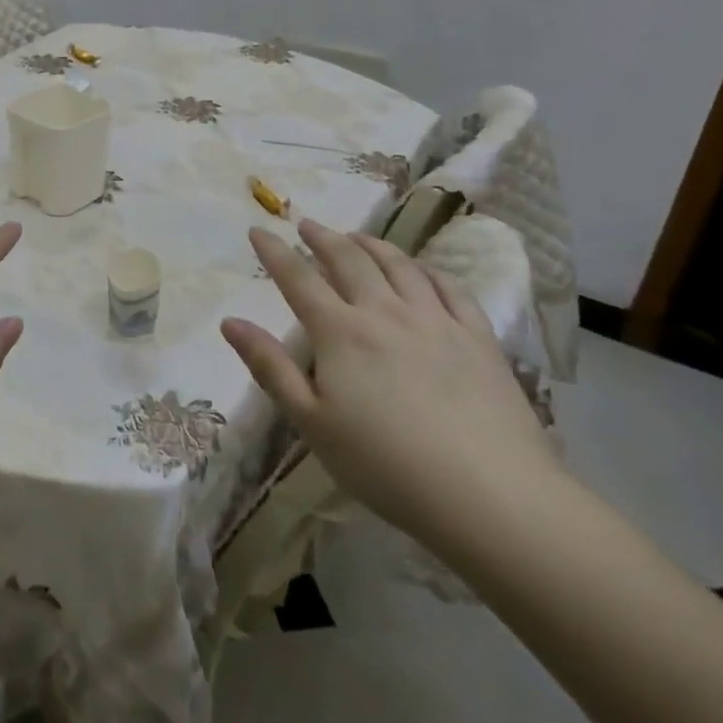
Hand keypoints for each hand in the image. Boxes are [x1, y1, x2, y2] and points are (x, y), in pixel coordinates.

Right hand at [222, 218, 559, 551]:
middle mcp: (385, 313)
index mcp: (340, 332)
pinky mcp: (478, 339)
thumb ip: (270, 367)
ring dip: (371, 244)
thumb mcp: (311, 422)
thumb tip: (230, 322)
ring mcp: (436, 321)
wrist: (492, 498)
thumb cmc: (386, 465)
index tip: (258, 230)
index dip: (274, 251)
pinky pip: (450, 288)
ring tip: (356, 237)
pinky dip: (427, 270)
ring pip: (399, 265)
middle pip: (349, 260)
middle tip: (306, 224)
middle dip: (322, 238)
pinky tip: (420, 270)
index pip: (298, 278)